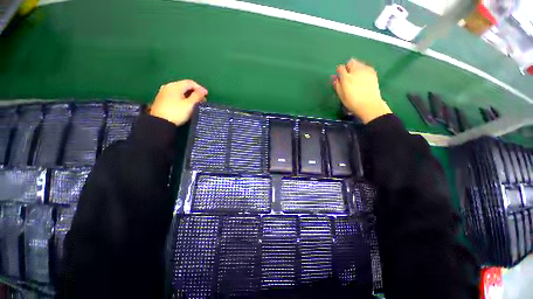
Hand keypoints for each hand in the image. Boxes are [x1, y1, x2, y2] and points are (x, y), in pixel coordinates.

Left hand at [150, 80, 207, 125]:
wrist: (160, 123)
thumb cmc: (177, 112)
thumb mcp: (190, 104)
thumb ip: (197, 96)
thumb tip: (203, 91)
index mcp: (175, 86)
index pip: (190, 83)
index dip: (200, 88)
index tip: (207, 95)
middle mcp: (168, 87)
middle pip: (184, 86)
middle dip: (195, 92)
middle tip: (203, 100)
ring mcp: (163, 93)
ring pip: (180, 91)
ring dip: (189, 96)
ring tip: (196, 103)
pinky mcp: (161, 100)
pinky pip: (175, 96)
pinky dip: (183, 98)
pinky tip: (186, 105)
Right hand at [333, 59, 391, 123]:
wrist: (369, 104)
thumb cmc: (352, 102)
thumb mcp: (341, 96)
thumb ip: (337, 85)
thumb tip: (334, 78)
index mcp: (346, 78)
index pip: (340, 68)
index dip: (339, 72)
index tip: (340, 76)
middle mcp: (355, 72)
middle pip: (351, 62)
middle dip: (348, 66)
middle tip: (348, 75)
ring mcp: (365, 71)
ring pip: (359, 63)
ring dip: (356, 67)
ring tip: (356, 76)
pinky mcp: (372, 72)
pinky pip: (366, 67)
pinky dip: (363, 69)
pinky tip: (363, 77)